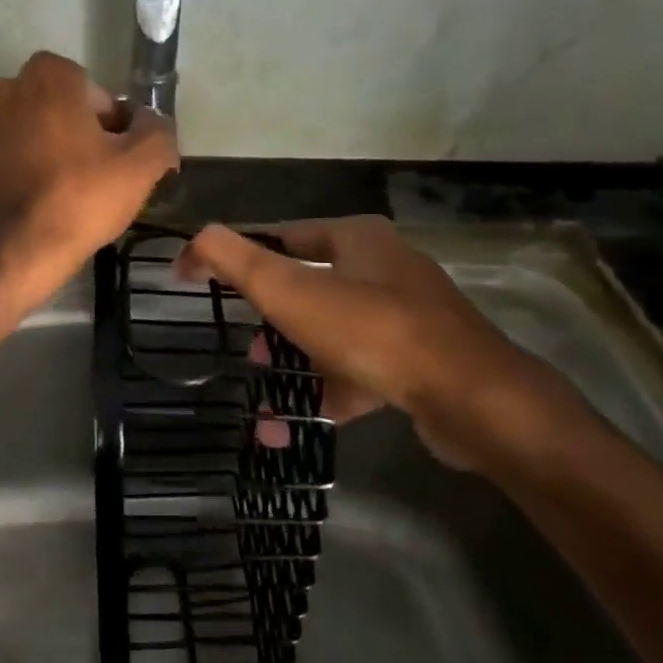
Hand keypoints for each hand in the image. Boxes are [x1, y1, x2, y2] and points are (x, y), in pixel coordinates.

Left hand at [0, 51, 178, 309]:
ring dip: (67, 152)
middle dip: (92, 136)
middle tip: (109, 174)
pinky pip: (27, 154)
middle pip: (72, 111)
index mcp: (50, 75)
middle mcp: (13, 88)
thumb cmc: (83, 196)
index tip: (125, 158)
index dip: (119, 127)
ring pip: (48, 132)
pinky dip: (43, 168)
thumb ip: (158, 131)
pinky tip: (58, 199)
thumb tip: (153, 123)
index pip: (101, 94)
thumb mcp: (142, 163)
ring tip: (85, 190)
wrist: (22, 248)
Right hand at [176, 216, 585, 472]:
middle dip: (269, 321)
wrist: (470, 398)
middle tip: (247, 348)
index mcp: (358, 238)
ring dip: (292, 363)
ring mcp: (406, 318)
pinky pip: (356, 373)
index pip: (282, 236)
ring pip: (330, 335)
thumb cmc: (371, 330)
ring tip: (263, 391)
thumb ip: (234, 260)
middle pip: (307, 287)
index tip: (202, 281)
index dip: (238, 256)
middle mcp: (385, 269)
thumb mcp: (290, 290)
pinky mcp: (417, 363)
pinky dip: (322, 394)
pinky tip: (288, 427)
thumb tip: (192, 240)